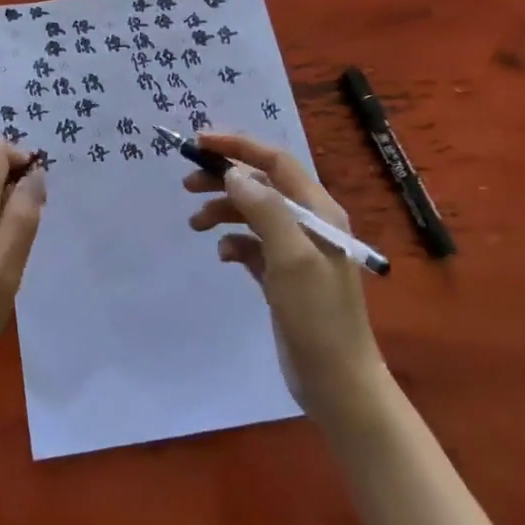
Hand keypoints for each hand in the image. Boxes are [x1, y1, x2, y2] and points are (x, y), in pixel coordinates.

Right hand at [185, 132, 385, 426]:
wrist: (337, 381)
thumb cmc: (317, 315)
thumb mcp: (292, 257)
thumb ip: (265, 210)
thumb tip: (234, 174)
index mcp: (319, 211)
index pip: (276, 162)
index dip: (238, 146)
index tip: (199, 143)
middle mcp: (309, 223)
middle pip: (261, 185)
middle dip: (224, 179)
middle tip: (187, 184)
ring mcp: (296, 251)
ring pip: (253, 215)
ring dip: (223, 212)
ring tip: (195, 224)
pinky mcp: (283, 277)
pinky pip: (252, 246)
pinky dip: (234, 243)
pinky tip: (223, 256)